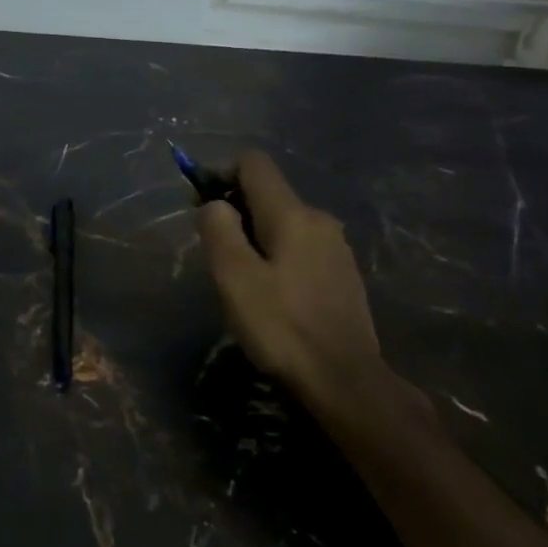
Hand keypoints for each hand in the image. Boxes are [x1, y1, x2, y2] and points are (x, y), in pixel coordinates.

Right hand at [197, 151, 394, 419]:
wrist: (347, 383)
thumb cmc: (283, 328)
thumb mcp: (234, 277)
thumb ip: (219, 229)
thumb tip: (214, 204)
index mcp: (292, 214)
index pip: (254, 163)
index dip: (221, 172)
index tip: (200, 205)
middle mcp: (319, 219)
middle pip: (268, 193)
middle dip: (234, 208)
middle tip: (213, 250)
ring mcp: (336, 247)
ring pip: (283, 221)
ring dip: (254, 235)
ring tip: (239, 277)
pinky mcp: (342, 274)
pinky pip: (300, 246)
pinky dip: (276, 254)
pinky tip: (270, 293)